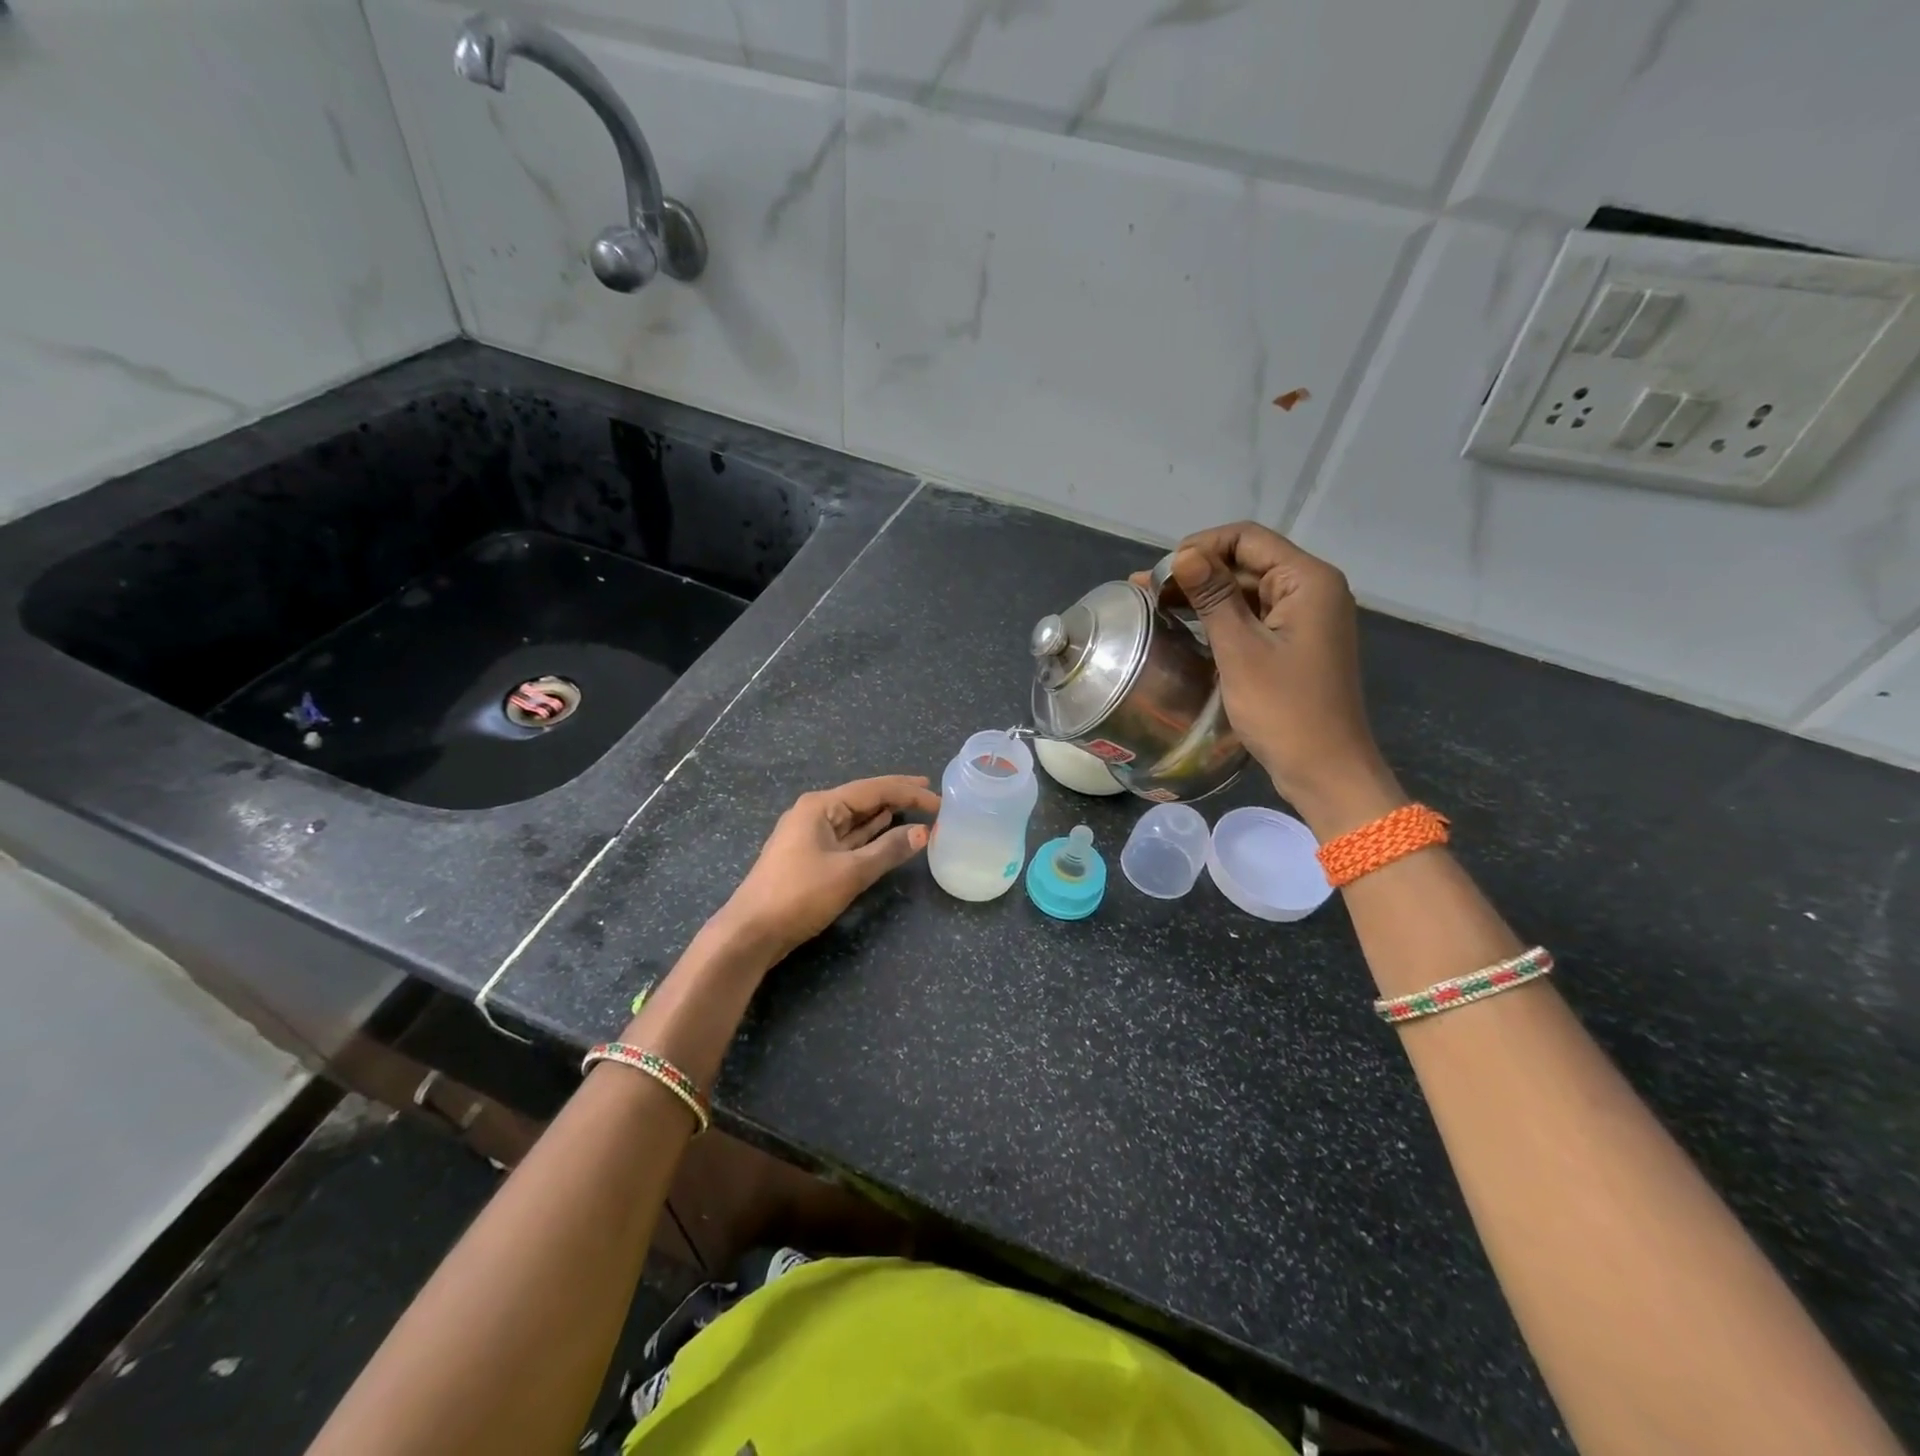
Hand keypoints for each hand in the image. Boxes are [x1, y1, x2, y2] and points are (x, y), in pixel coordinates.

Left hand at [712, 775, 939, 962]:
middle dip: (896, 795)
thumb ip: (888, 850)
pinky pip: (847, 836)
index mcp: (820, 806)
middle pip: (863, 798)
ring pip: (855, 818)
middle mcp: (814, 813)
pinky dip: (869, 833)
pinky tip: (885, 828)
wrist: (751, 932)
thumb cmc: (800, 895)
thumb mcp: (850, 873)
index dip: (908, 792)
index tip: (939, 800)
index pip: (873, 789)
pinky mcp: (809, 856)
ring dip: (883, 814)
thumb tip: (923, 832)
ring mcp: (810, 835)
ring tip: (914, 808)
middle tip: (930, 792)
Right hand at [1136, 523, 1403, 834]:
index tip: (1159, 573)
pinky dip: (1221, 618)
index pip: (1248, 539)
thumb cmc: (1284, 710)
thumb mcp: (1240, 649)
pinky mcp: (1295, 643)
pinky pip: (1254, 617)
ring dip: (1204, 595)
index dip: (1200, 546)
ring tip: (1155, 606)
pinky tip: (1186, 627)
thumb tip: (1183, 555)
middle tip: (1145, 592)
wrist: (1325, 770)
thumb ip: (1212, 597)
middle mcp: (1312, 590)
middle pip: (1247, 562)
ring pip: (1247, 591)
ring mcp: (1305, 618)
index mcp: (1308, 581)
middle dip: (1197, 571)